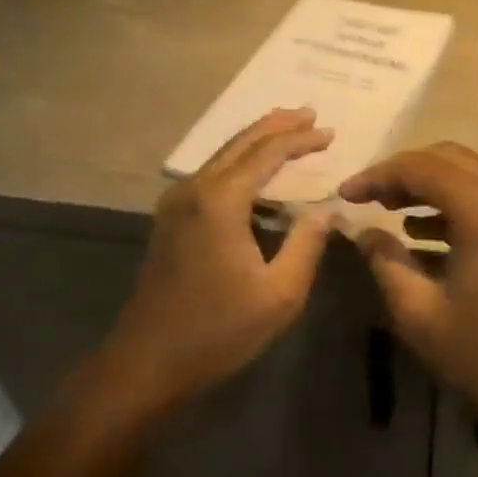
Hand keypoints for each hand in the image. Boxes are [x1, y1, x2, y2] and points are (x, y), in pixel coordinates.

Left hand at [104, 108, 334, 415]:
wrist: (147, 362)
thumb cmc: (218, 331)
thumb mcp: (279, 294)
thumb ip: (307, 244)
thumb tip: (327, 210)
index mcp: (220, 201)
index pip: (267, 153)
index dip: (300, 139)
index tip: (330, 133)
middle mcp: (194, 190)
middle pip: (240, 142)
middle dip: (277, 125)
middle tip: (310, 113)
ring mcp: (175, 203)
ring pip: (222, 155)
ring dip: (256, 140)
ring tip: (288, 129)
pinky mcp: (170, 219)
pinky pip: (211, 174)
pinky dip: (239, 161)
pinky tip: (256, 171)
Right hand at [339, 142, 477, 422]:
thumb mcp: (421, 314)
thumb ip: (387, 263)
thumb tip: (365, 232)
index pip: (420, 167)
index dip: (378, 175)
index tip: (346, 194)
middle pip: (447, 158)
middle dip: (404, 172)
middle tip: (371, 197)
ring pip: (471, 173)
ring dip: (431, 185)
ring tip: (392, 210)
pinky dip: (457, 202)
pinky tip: (427, 231)